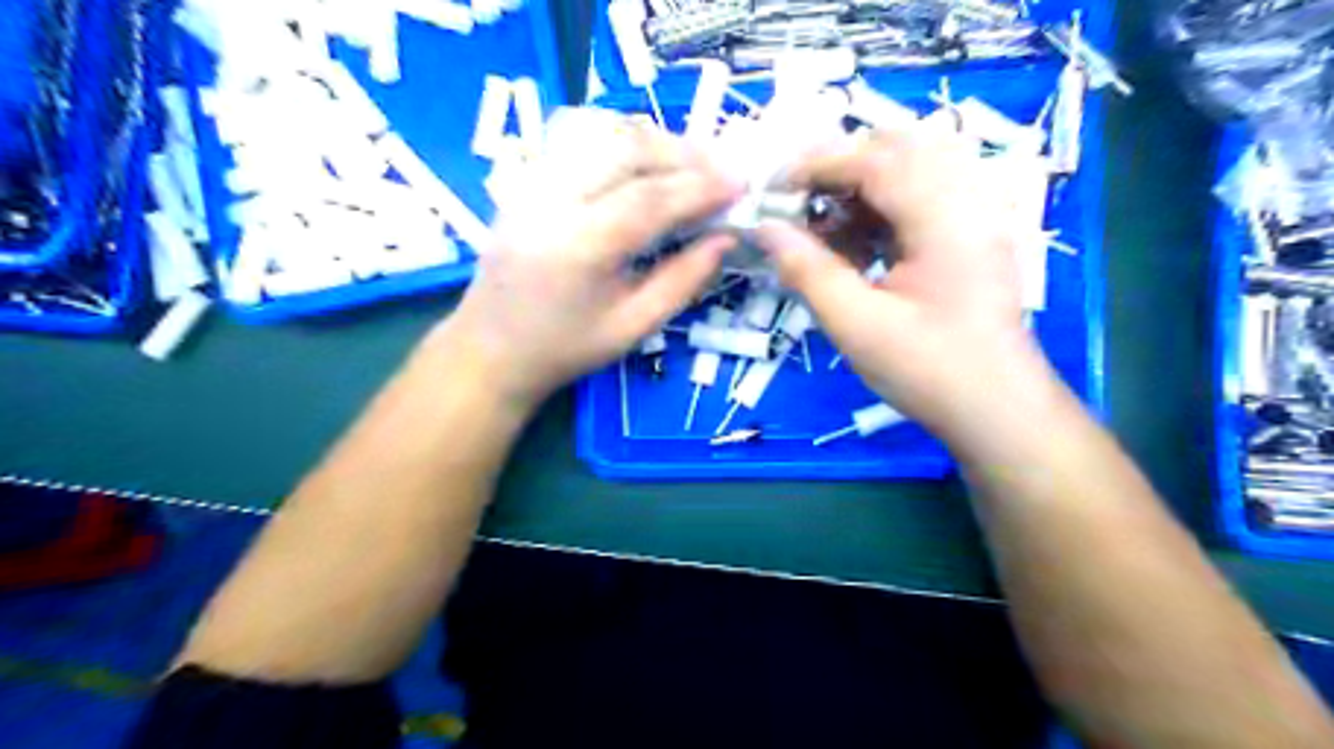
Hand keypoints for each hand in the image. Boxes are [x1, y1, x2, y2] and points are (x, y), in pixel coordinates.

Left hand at [439, 115, 738, 413]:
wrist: (491, 349)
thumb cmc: (565, 349)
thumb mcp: (633, 328)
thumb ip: (682, 281)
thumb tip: (725, 240)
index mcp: (580, 247)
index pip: (650, 198)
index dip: (701, 187)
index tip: (741, 185)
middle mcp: (553, 201)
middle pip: (626, 149)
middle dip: (683, 153)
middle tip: (723, 170)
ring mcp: (533, 184)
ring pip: (603, 136)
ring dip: (656, 143)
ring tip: (693, 165)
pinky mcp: (527, 181)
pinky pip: (582, 144)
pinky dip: (624, 145)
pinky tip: (648, 165)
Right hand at [760, 124, 1052, 439]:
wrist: (997, 411)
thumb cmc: (928, 372)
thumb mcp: (856, 325)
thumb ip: (807, 271)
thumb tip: (764, 230)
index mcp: (945, 218)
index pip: (875, 160)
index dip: (817, 165)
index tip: (772, 190)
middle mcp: (968, 201)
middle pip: (898, 150)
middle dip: (839, 169)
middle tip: (798, 205)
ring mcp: (976, 217)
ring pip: (912, 170)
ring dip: (860, 188)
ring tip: (823, 228)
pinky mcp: (972, 237)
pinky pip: (922, 198)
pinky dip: (881, 210)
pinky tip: (856, 246)